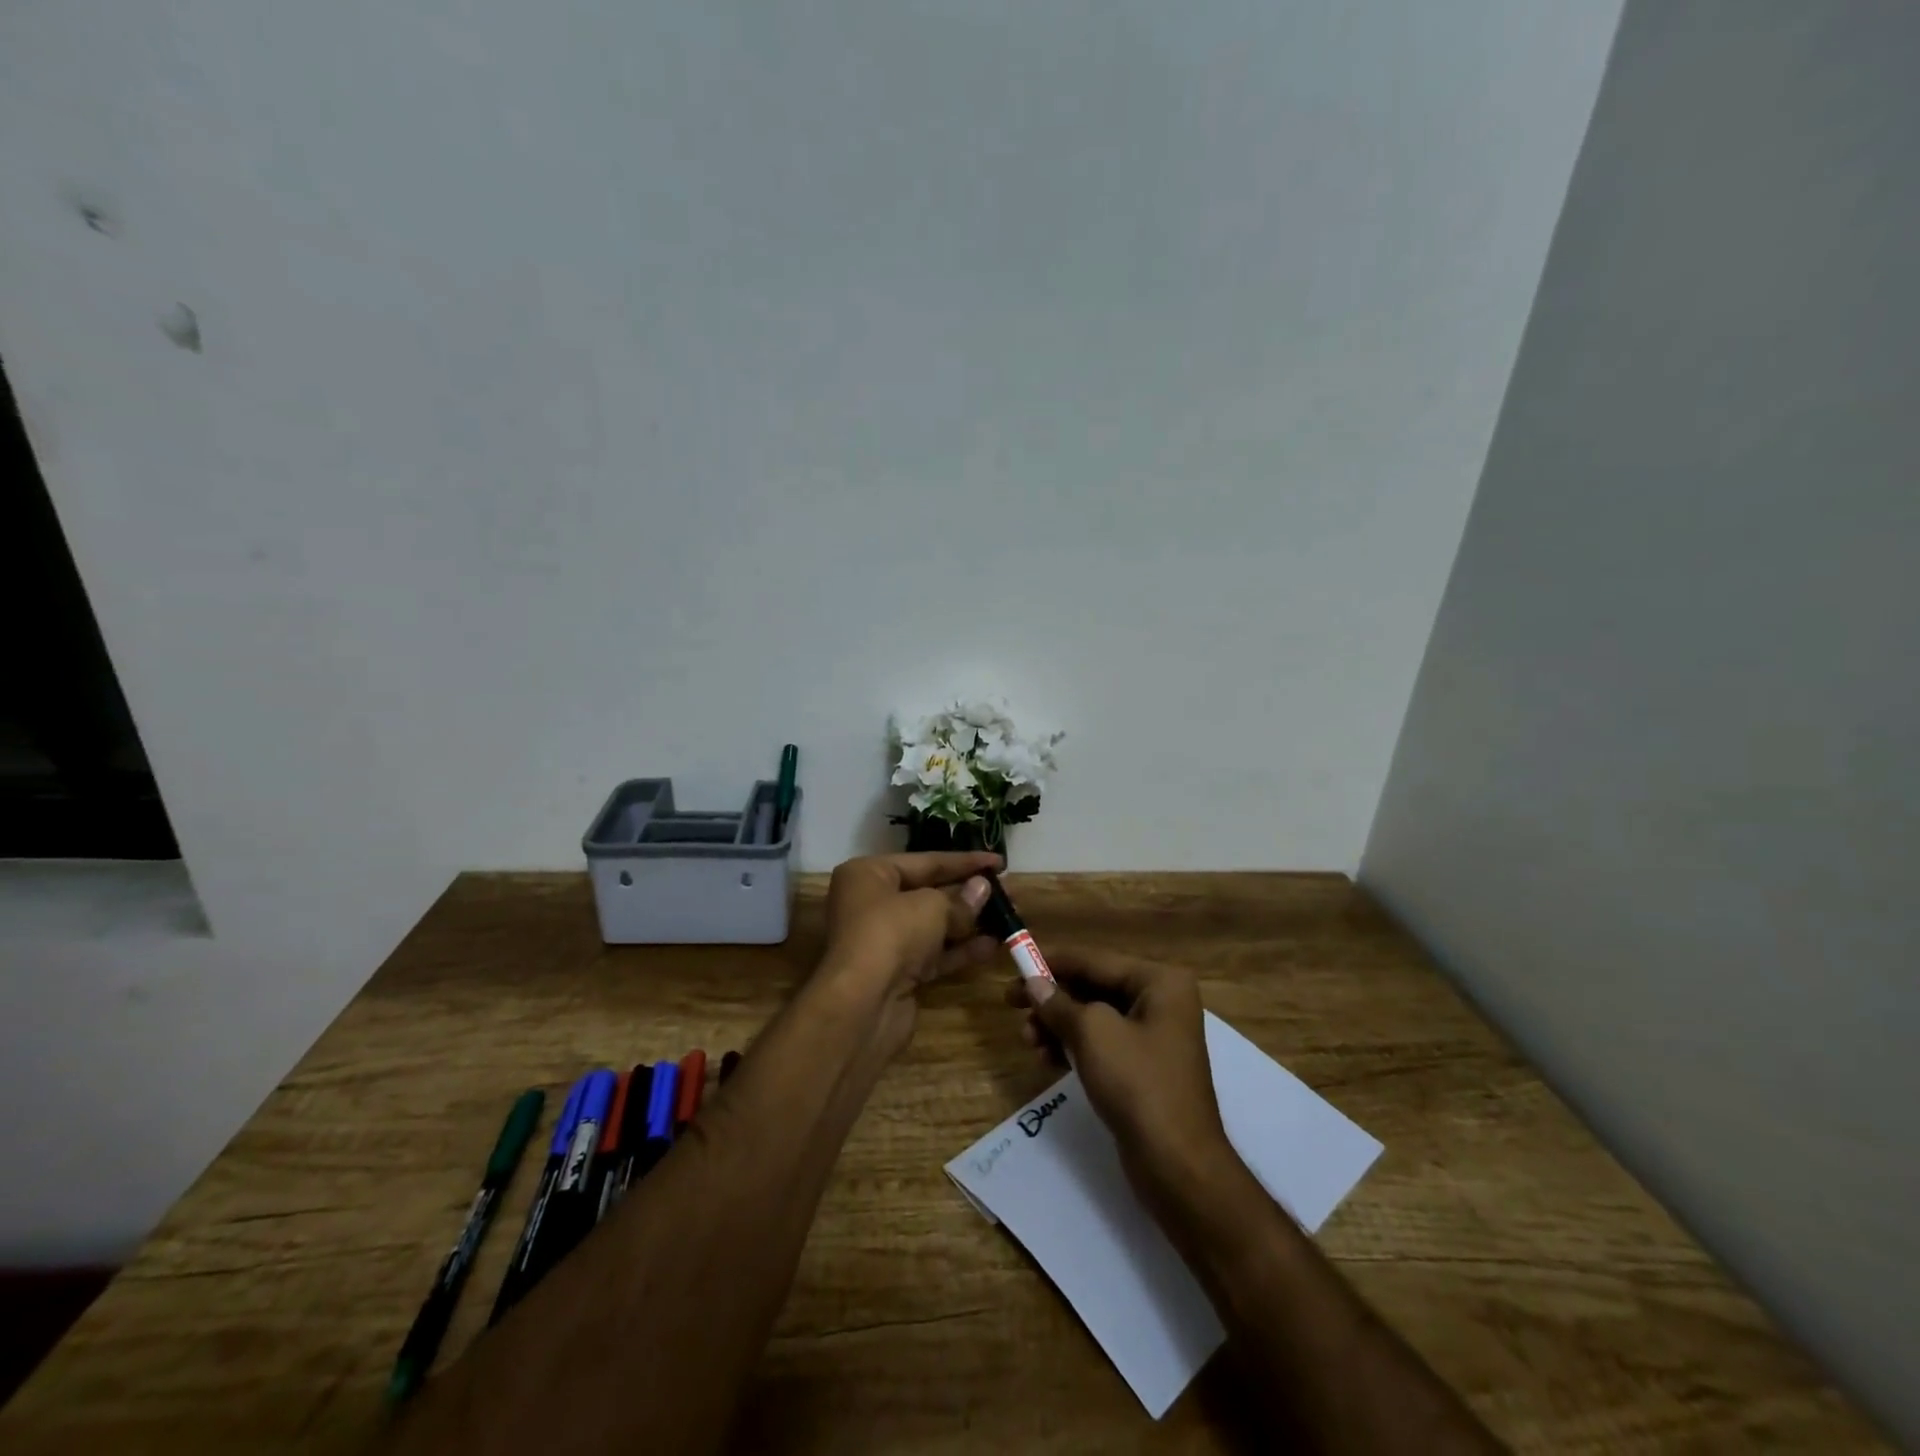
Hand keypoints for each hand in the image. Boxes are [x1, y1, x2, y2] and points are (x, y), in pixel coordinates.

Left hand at [818, 852, 1001, 1050]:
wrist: (862, 1005)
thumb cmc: (891, 934)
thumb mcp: (931, 907)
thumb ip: (960, 900)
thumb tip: (982, 890)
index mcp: (869, 875)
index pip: (925, 861)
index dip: (964, 861)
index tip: (1000, 862)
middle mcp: (871, 903)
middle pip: (928, 892)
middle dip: (968, 893)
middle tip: (1008, 892)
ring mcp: (884, 941)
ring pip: (933, 926)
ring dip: (969, 923)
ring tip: (1008, 917)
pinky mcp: (897, 973)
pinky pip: (933, 954)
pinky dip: (960, 950)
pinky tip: (993, 945)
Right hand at [1006, 948, 1230, 1190]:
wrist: (1177, 1164)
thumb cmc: (1138, 1083)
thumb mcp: (1092, 1033)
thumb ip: (1058, 1004)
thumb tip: (1033, 984)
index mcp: (1159, 981)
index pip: (1095, 960)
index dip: (1053, 961)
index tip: (1015, 962)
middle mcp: (1161, 1001)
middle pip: (1094, 987)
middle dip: (1053, 999)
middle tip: (1011, 1004)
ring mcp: (1154, 1036)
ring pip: (1094, 1018)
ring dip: (1058, 1026)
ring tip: (1027, 1041)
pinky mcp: (1144, 1068)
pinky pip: (1101, 1044)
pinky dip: (1073, 1047)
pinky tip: (1046, 1059)